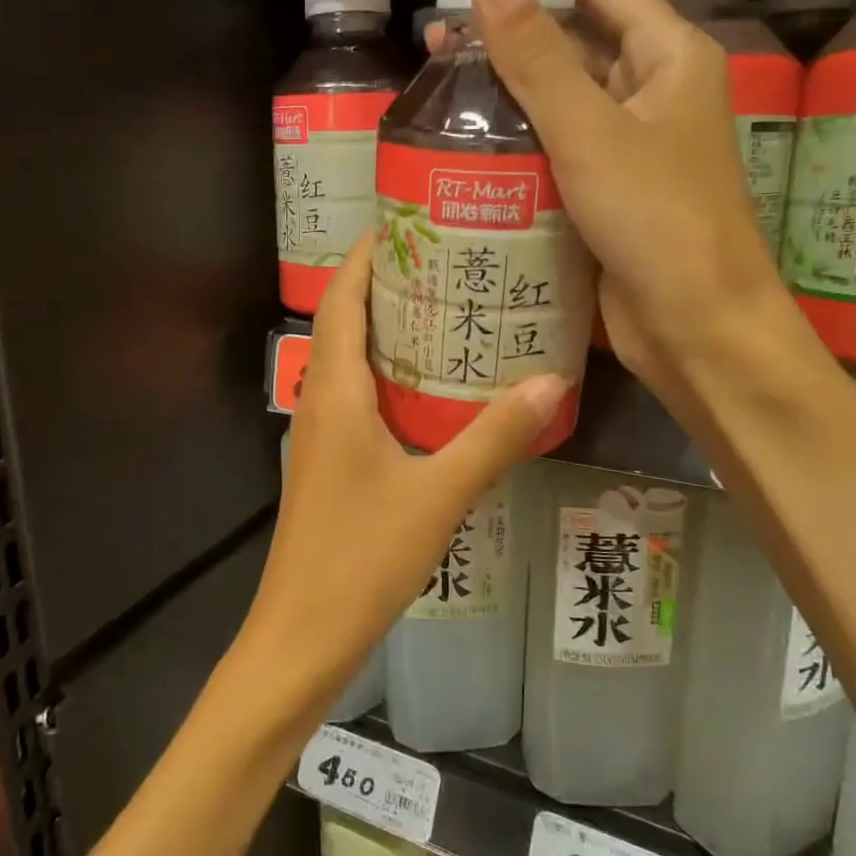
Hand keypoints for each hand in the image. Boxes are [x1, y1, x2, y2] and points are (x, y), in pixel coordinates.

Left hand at [241, 234, 565, 708]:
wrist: (303, 632)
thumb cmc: (362, 557)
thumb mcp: (438, 494)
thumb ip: (494, 437)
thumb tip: (552, 381)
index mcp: (335, 391)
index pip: (342, 300)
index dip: (368, 256)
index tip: (409, 222)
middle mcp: (321, 402)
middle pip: (346, 323)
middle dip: (389, 286)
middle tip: (450, 262)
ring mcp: (323, 436)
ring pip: (353, 363)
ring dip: (392, 333)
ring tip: (453, 313)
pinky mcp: (332, 465)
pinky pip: (360, 401)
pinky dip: (393, 379)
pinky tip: (438, 393)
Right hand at [465, 0, 786, 386]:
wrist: (695, 326)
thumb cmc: (657, 220)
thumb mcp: (590, 131)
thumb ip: (538, 57)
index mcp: (669, 56)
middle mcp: (651, 92)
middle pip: (577, 36)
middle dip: (512, 26)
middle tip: (442, 29)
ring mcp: (629, 146)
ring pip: (561, 97)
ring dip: (508, 86)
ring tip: (443, 80)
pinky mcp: (605, 192)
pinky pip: (555, 149)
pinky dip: (516, 140)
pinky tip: (470, 142)